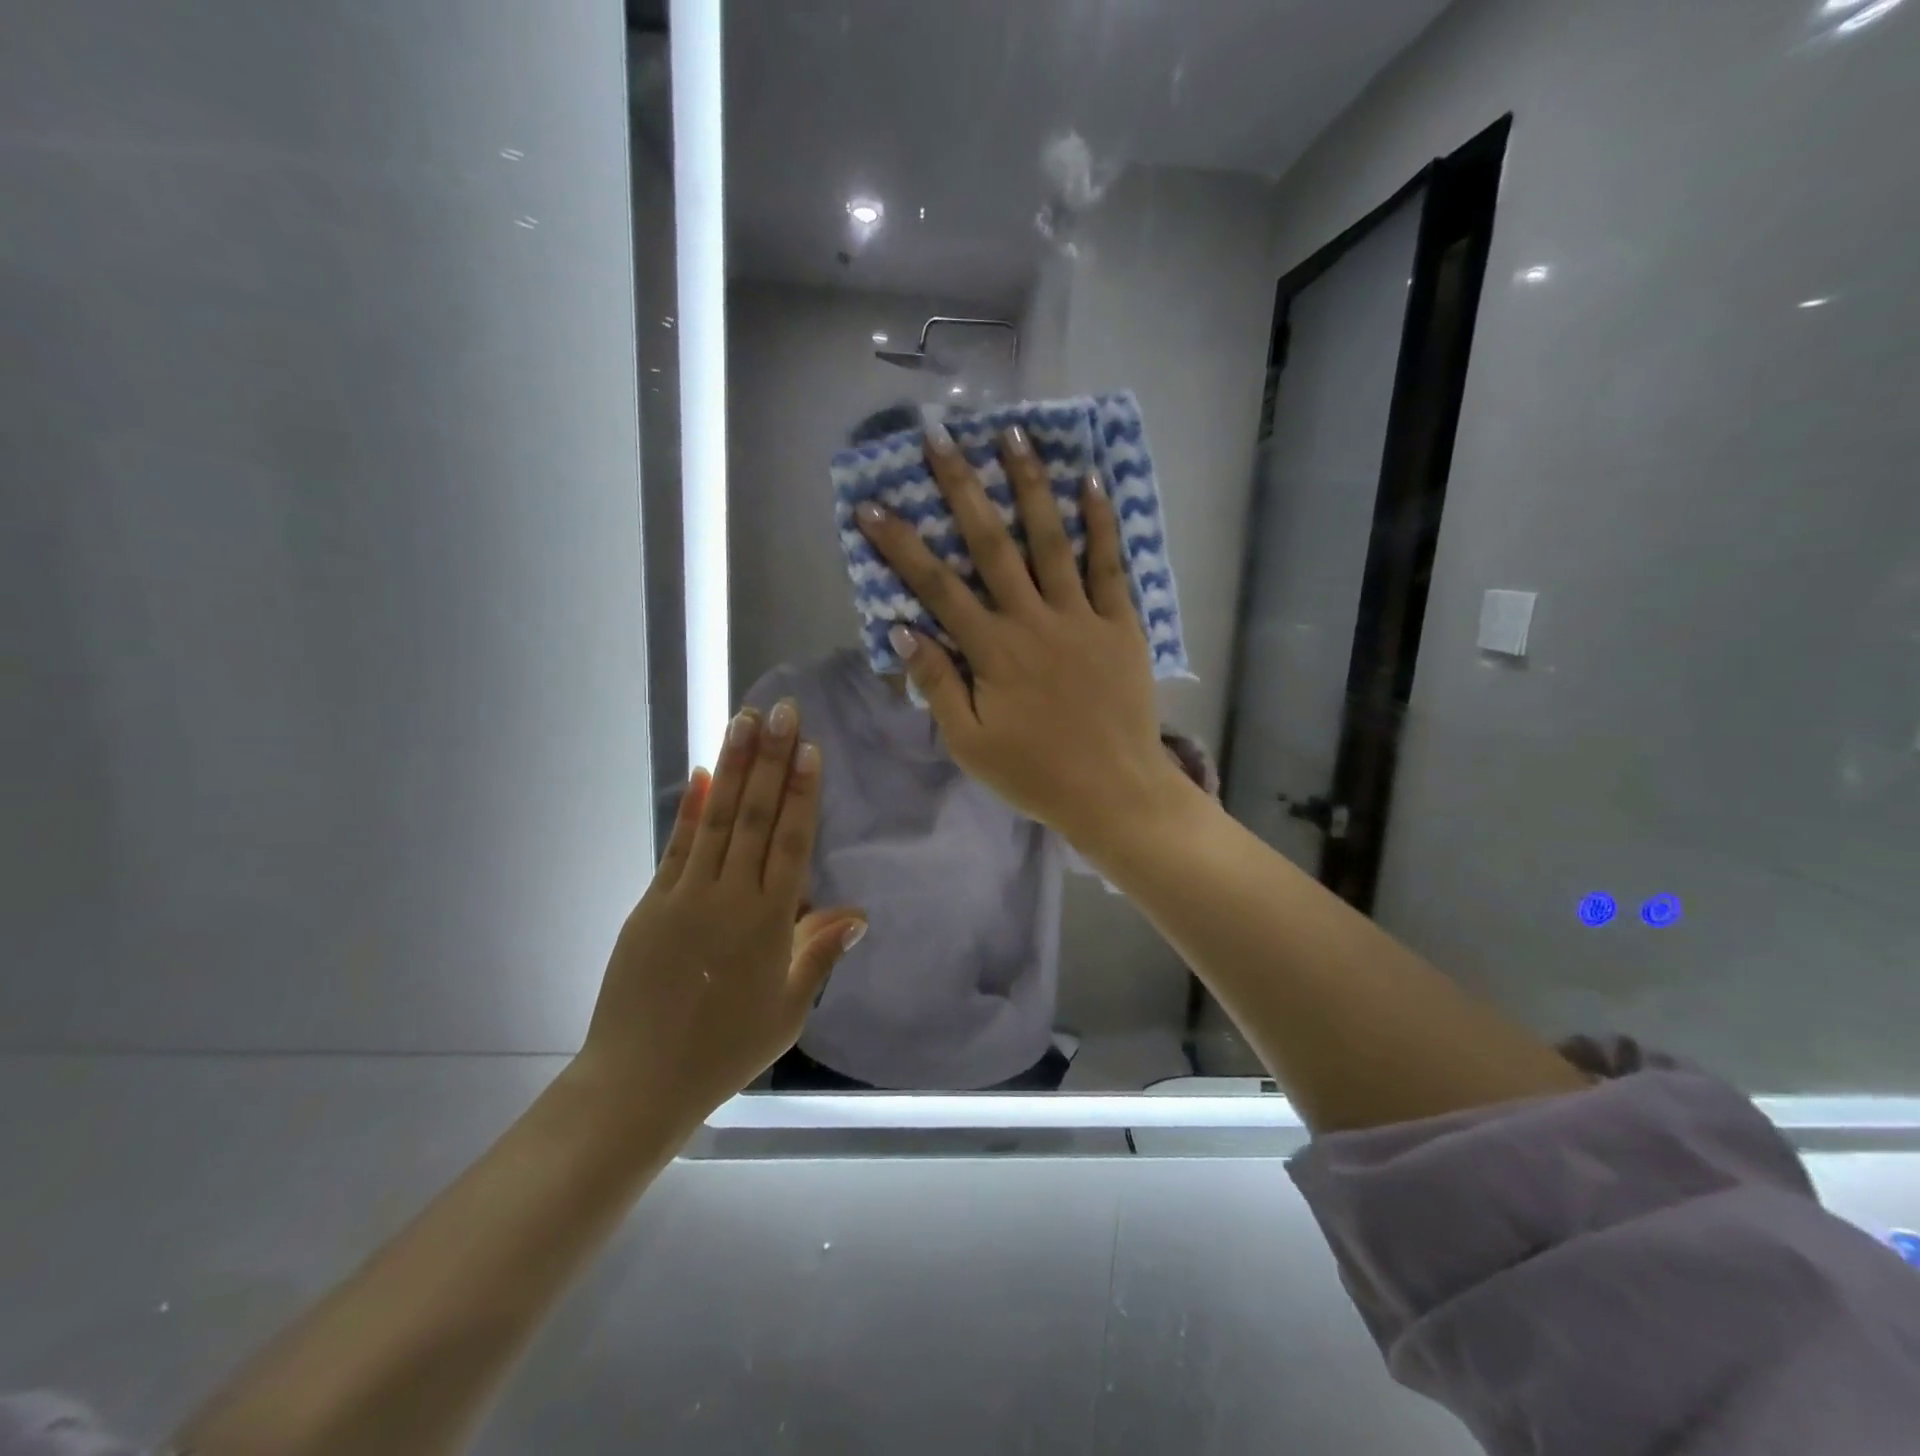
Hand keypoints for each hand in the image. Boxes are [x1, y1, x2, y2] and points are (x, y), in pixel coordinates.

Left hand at [574, 702, 865, 1131]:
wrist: (640, 1080)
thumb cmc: (726, 1048)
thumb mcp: (787, 1008)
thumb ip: (819, 953)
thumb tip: (857, 912)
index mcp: (768, 922)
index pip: (791, 842)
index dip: (802, 792)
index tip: (808, 748)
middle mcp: (729, 896)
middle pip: (755, 816)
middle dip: (770, 759)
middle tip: (781, 711)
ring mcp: (686, 894)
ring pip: (717, 818)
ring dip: (733, 766)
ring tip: (744, 721)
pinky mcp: (653, 902)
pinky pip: (678, 845)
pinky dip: (691, 807)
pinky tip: (702, 774)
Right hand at [854, 422, 1191, 850]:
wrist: (1114, 791)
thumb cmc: (1035, 774)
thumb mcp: (970, 743)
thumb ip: (938, 684)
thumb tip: (902, 629)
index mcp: (991, 651)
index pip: (936, 586)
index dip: (900, 544)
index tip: (872, 506)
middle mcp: (1032, 619)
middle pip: (990, 543)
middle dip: (960, 487)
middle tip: (939, 437)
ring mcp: (1080, 616)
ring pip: (1050, 539)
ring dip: (1029, 484)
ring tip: (1012, 433)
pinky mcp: (1120, 623)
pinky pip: (1110, 564)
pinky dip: (1101, 522)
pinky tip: (1092, 481)